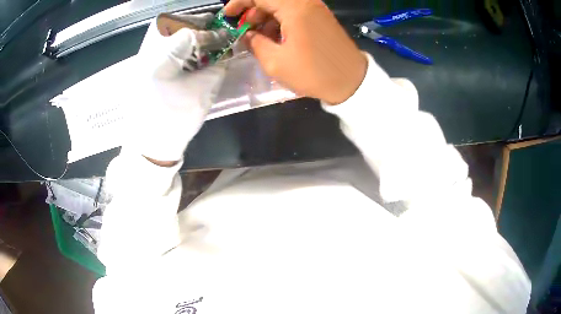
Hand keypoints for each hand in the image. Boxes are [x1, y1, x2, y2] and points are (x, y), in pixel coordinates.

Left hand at [125, 13, 226, 162]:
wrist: (150, 148)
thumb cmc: (176, 120)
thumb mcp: (202, 91)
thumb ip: (216, 67)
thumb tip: (223, 55)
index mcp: (160, 58)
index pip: (189, 34)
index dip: (210, 34)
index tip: (226, 37)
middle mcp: (147, 56)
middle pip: (175, 34)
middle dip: (196, 32)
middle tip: (214, 33)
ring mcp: (140, 66)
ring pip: (166, 43)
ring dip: (186, 42)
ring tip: (202, 47)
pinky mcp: (140, 76)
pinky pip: (160, 55)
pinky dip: (176, 54)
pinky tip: (186, 61)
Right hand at [225, 0, 366, 103]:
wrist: (352, 81)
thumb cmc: (314, 73)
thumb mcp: (276, 62)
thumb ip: (255, 43)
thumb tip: (247, 35)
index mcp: (294, 8)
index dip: (239, 3)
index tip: (228, 16)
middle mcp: (306, 2)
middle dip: (253, 12)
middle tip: (245, 31)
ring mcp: (315, 8)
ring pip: (282, 4)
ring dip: (266, 17)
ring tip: (259, 38)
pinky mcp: (321, 17)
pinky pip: (294, 11)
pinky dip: (280, 20)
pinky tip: (276, 38)